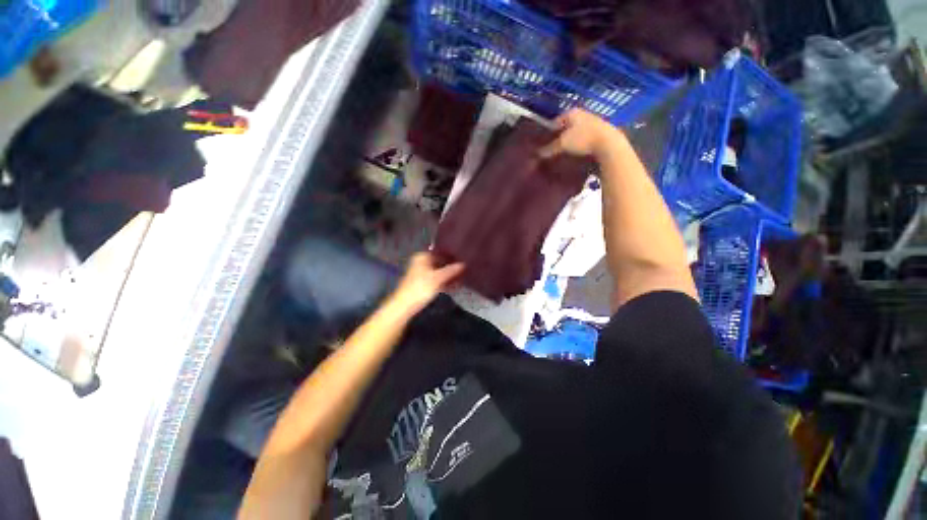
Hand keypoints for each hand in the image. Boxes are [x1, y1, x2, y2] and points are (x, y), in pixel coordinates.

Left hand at [388, 253, 464, 316]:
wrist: (405, 305)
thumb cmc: (420, 287)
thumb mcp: (438, 278)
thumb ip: (451, 270)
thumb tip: (464, 264)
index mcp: (423, 256)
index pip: (441, 252)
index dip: (452, 255)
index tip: (463, 258)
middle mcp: (422, 262)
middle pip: (440, 262)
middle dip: (452, 267)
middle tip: (465, 269)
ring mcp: (422, 273)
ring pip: (439, 272)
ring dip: (449, 275)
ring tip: (462, 278)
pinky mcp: (423, 284)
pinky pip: (437, 280)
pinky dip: (444, 282)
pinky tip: (455, 286)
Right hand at [539, 108, 625, 159]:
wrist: (608, 144)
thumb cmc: (582, 139)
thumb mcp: (562, 144)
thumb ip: (549, 148)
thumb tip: (538, 153)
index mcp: (572, 112)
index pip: (555, 121)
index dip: (548, 132)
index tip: (543, 142)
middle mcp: (582, 114)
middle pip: (567, 126)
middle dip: (560, 136)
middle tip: (553, 148)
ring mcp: (593, 122)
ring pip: (576, 132)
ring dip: (570, 141)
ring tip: (564, 153)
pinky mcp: (601, 132)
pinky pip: (585, 138)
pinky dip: (580, 144)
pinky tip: (576, 153)